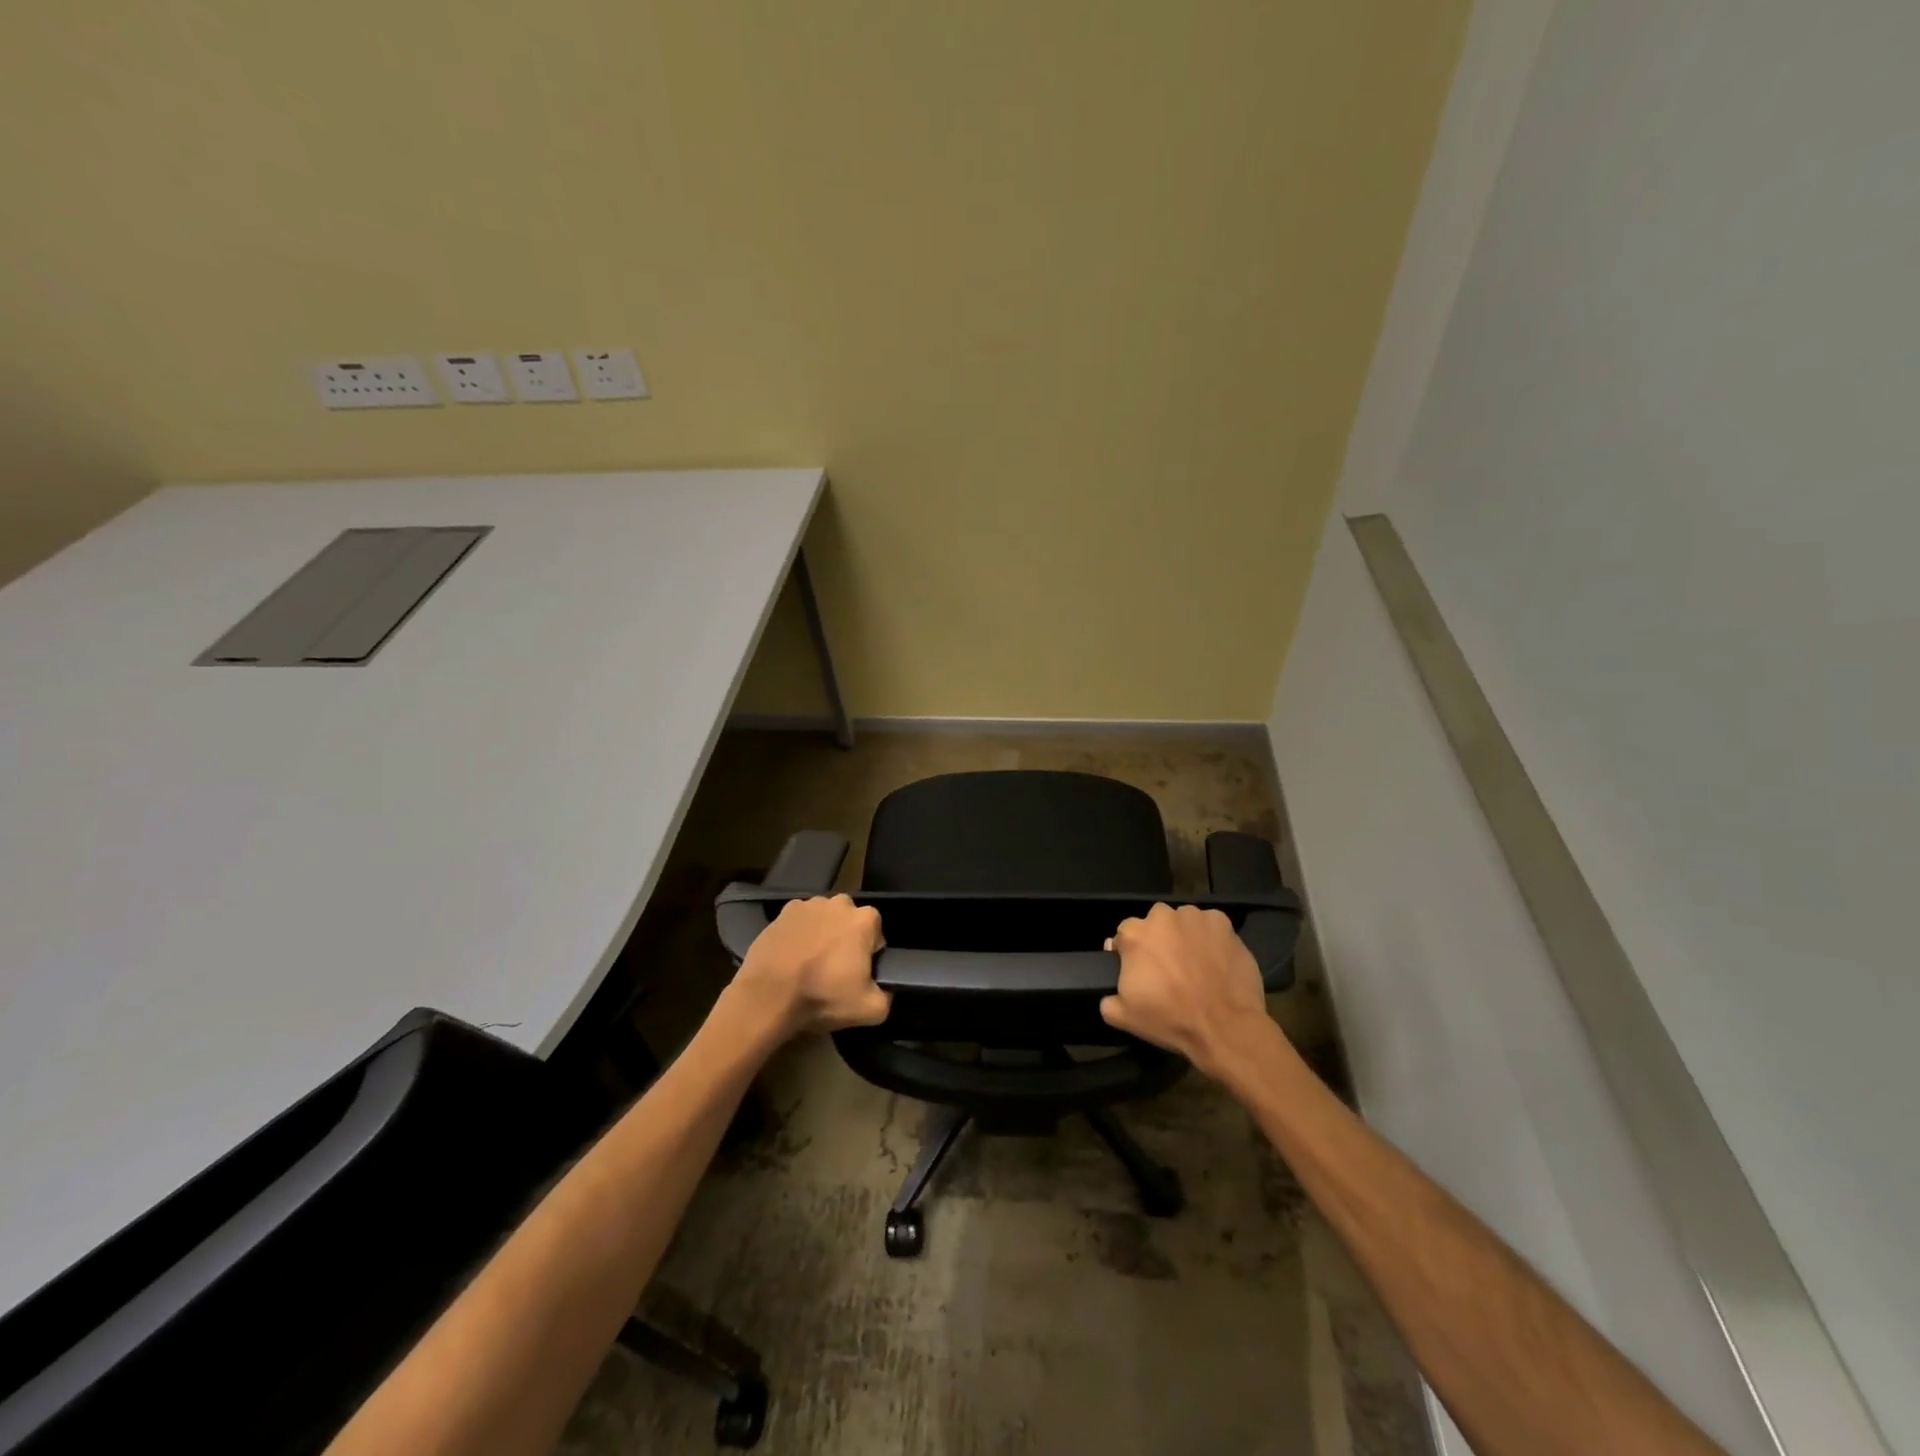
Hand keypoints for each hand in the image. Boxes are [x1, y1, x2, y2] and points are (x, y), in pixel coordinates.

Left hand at [728, 894, 888, 1039]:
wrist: (768, 996)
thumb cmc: (823, 996)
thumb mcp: (870, 1010)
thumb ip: (887, 996)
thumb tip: (884, 989)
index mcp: (864, 919)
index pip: (876, 934)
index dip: (869, 955)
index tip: (857, 975)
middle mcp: (838, 903)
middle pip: (849, 922)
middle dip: (846, 940)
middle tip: (834, 970)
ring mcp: (807, 905)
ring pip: (824, 920)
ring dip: (822, 935)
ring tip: (809, 965)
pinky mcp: (782, 913)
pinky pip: (798, 923)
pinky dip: (798, 935)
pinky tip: (791, 958)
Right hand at [1099, 903, 1275, 1078]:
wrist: (1225, 1026)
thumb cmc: (1171, 1019)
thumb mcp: (1124, 1017)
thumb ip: (1108, 999)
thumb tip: (1109, 991)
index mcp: (1134, 934)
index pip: (1124, 935)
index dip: (1131, 953)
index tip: (1141, 972)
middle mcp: (1161, 916)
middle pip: (1154, 923)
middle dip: (1158, 941)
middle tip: (1169, 968)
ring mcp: (1194, 916)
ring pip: (1183, 922)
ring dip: (1184, 937)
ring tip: (1195, 964)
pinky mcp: (1222, 922)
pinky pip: (1210, 926)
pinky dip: (1210, 938)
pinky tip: (1216, 960)